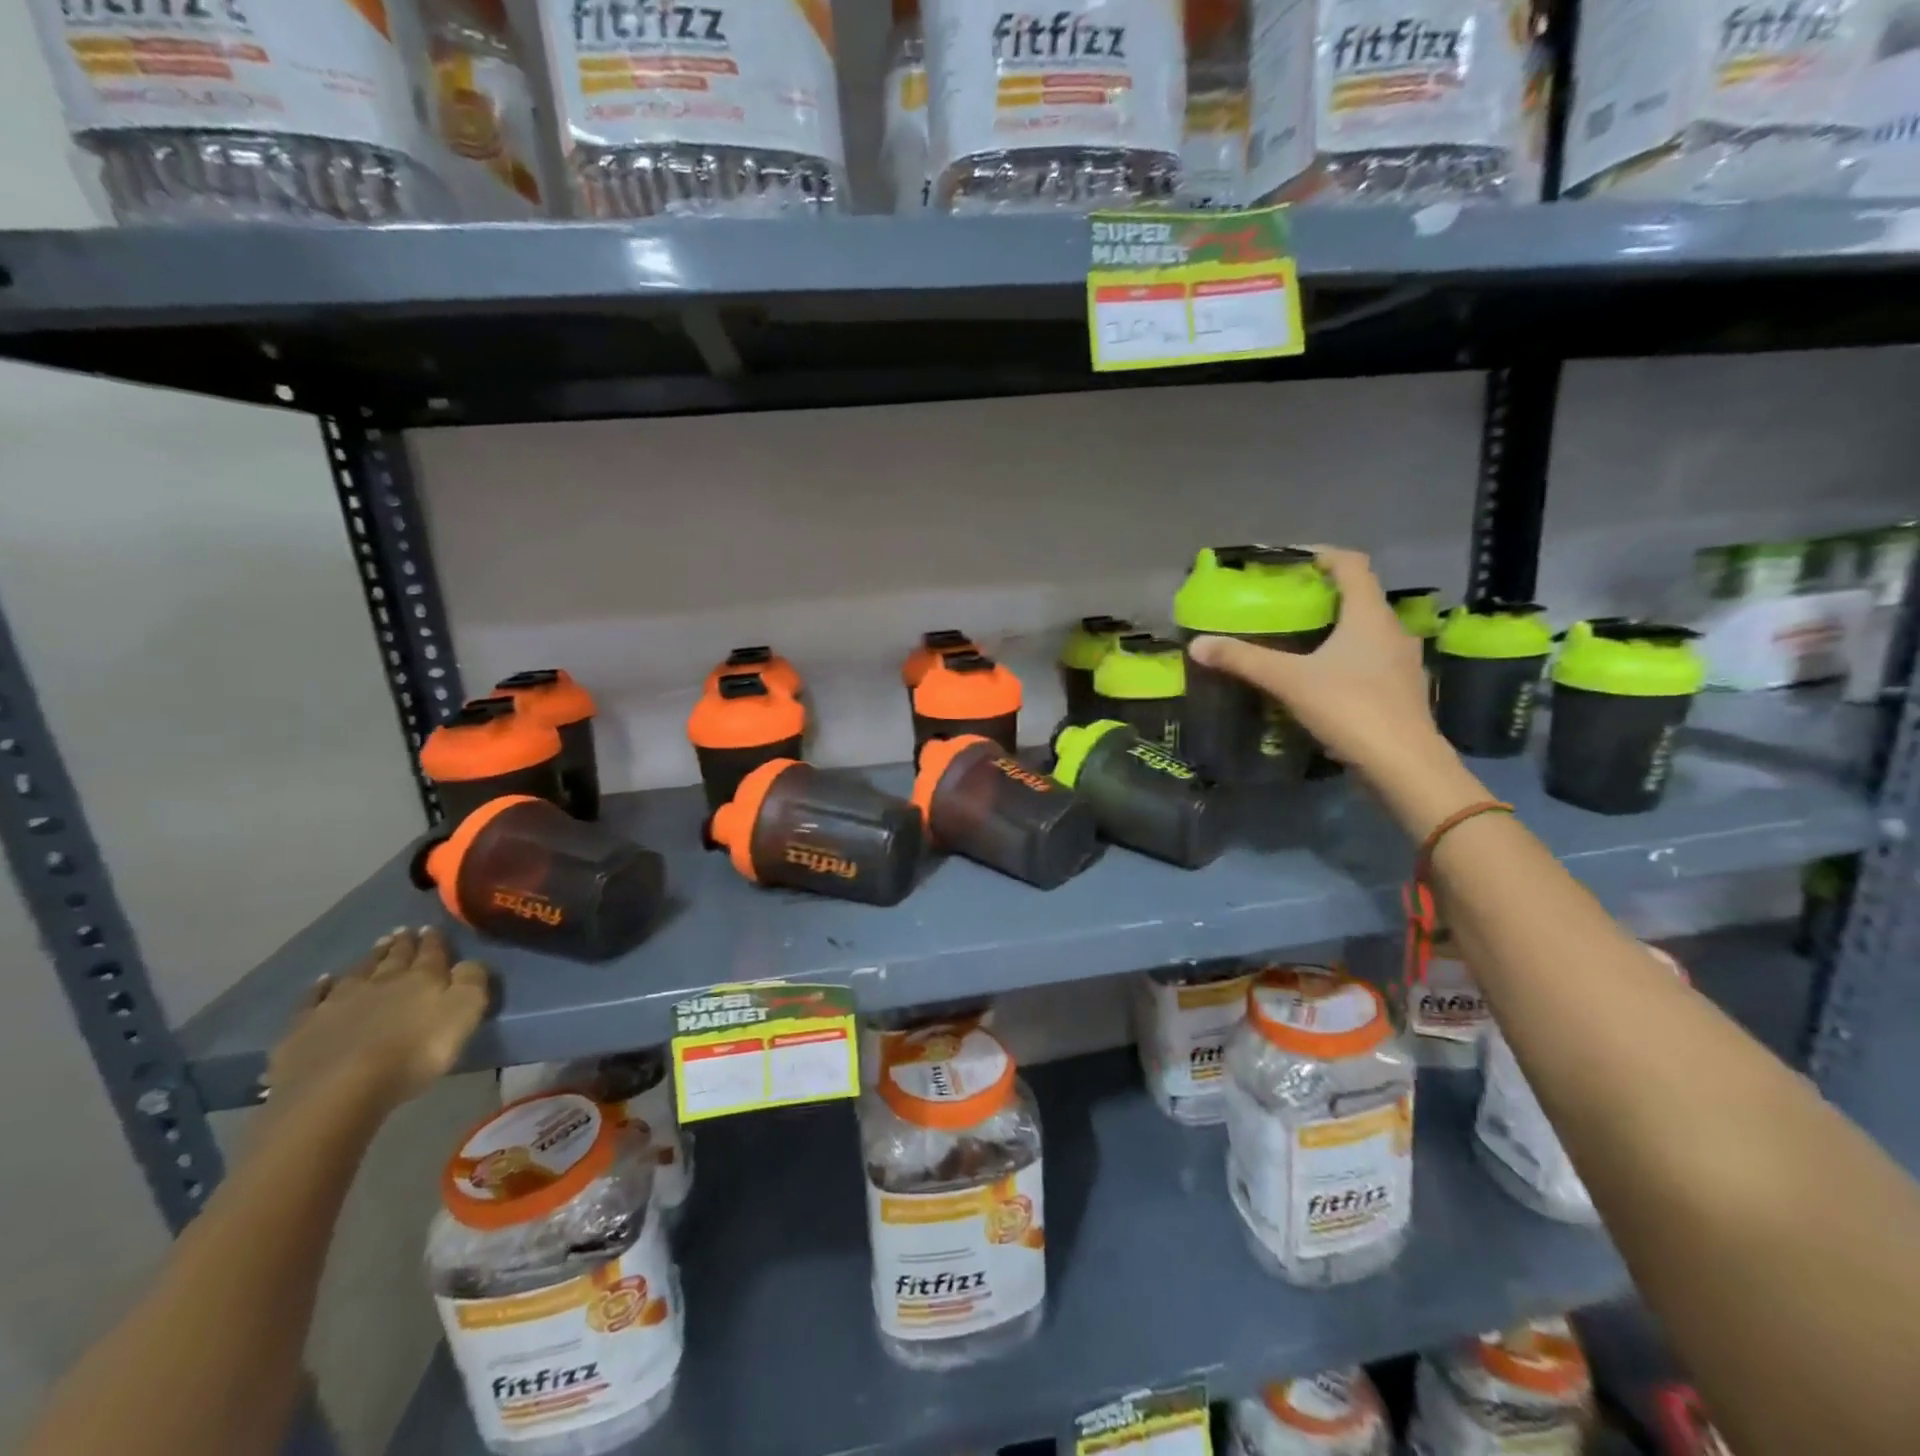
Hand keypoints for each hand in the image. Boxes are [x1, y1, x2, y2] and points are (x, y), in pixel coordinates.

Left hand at [262, 927, 488, 1114]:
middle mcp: (381, 982)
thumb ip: (472, 982)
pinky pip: (313, 999)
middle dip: (401, 944)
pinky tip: (323, 981)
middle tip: (403, 931)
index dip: (433, 940)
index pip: (431, 953)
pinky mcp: (304, 1027)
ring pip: (358, 972)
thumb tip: (469, 962)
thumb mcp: (464, 1013)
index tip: (431, 928)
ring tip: (376, 946)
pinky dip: (320, 987)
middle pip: (394, 958)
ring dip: (369, 958)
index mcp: (422, 978)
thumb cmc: (414, 1053)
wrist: (339, 1089)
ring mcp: (338, 1003)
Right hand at [1189, 546, 1447, 780]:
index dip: (1324, 556)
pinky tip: (1323, 679)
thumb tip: (1197, 644)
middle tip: (1287, 604)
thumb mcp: (1289, 681)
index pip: (1352, 565)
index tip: (1293, 560)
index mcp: (1369, 616)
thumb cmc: (1350, 708)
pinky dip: (1347, 659)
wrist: (1404, 765)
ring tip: (1301, 641)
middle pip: (1360, 598)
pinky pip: (1371, 661)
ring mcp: (1402, 663)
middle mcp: (1392, 631)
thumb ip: (1244, 660)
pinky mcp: (1401, 691)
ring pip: (1367, 632)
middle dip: (1324, 596)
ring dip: (1337, 629)